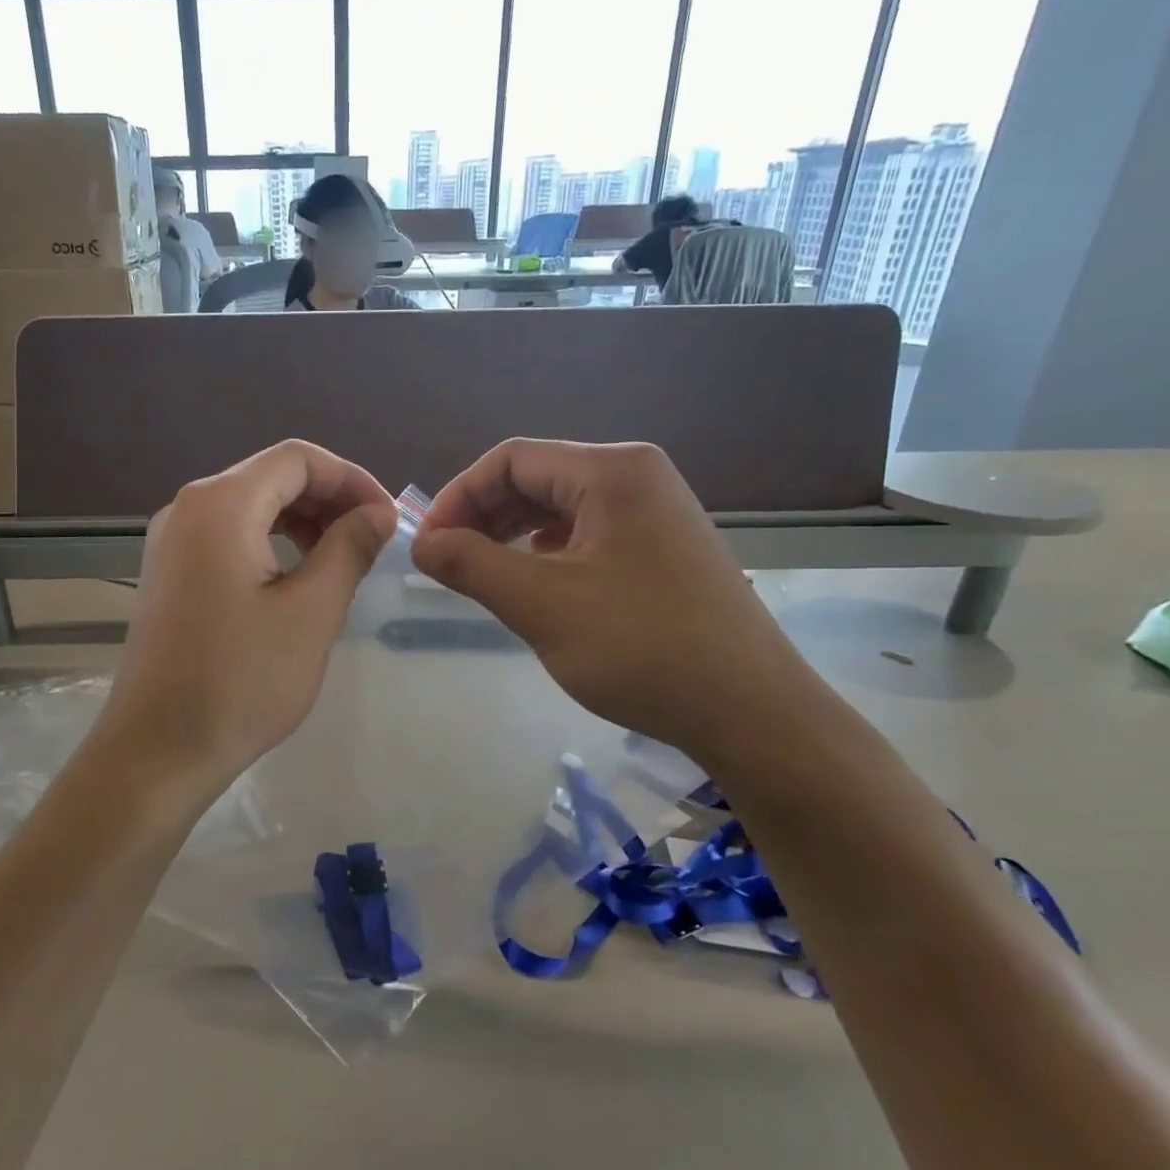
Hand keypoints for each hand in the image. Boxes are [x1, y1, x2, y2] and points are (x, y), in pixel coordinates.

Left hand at [96, 441, 396, 795]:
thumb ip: (349, 549)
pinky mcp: (170, 574)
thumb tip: (378, 513)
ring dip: (303, 522)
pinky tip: (298, 579)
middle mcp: (188, 508)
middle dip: (329, 500)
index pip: (298, 459)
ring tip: (342, 561)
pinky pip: (229, 537)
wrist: (158, 750)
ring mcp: (172, 541)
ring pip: (251, 507)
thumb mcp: (311, 612)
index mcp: (220, 504)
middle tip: (372, 541)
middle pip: (272, 477)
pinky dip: (272, 544)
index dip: (352, 479)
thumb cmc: (240, 681)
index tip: (388, 519)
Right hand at [410, 439, 819, 764]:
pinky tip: (535, 583)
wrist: (748, 711)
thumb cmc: (641, 648)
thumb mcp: (541, 605)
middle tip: (448, 563)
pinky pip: (587, 532)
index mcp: (612, 471)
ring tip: (483, 575)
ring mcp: (654, 511)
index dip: (458, 496)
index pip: (511, 459)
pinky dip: (546, 551)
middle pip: (536, 476)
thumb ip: (471, 564)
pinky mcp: (661, 547)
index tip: (427, 546)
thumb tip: (420, 542)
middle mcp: (636, 476)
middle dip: (483, 515)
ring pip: (560, 507)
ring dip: (511, 534)